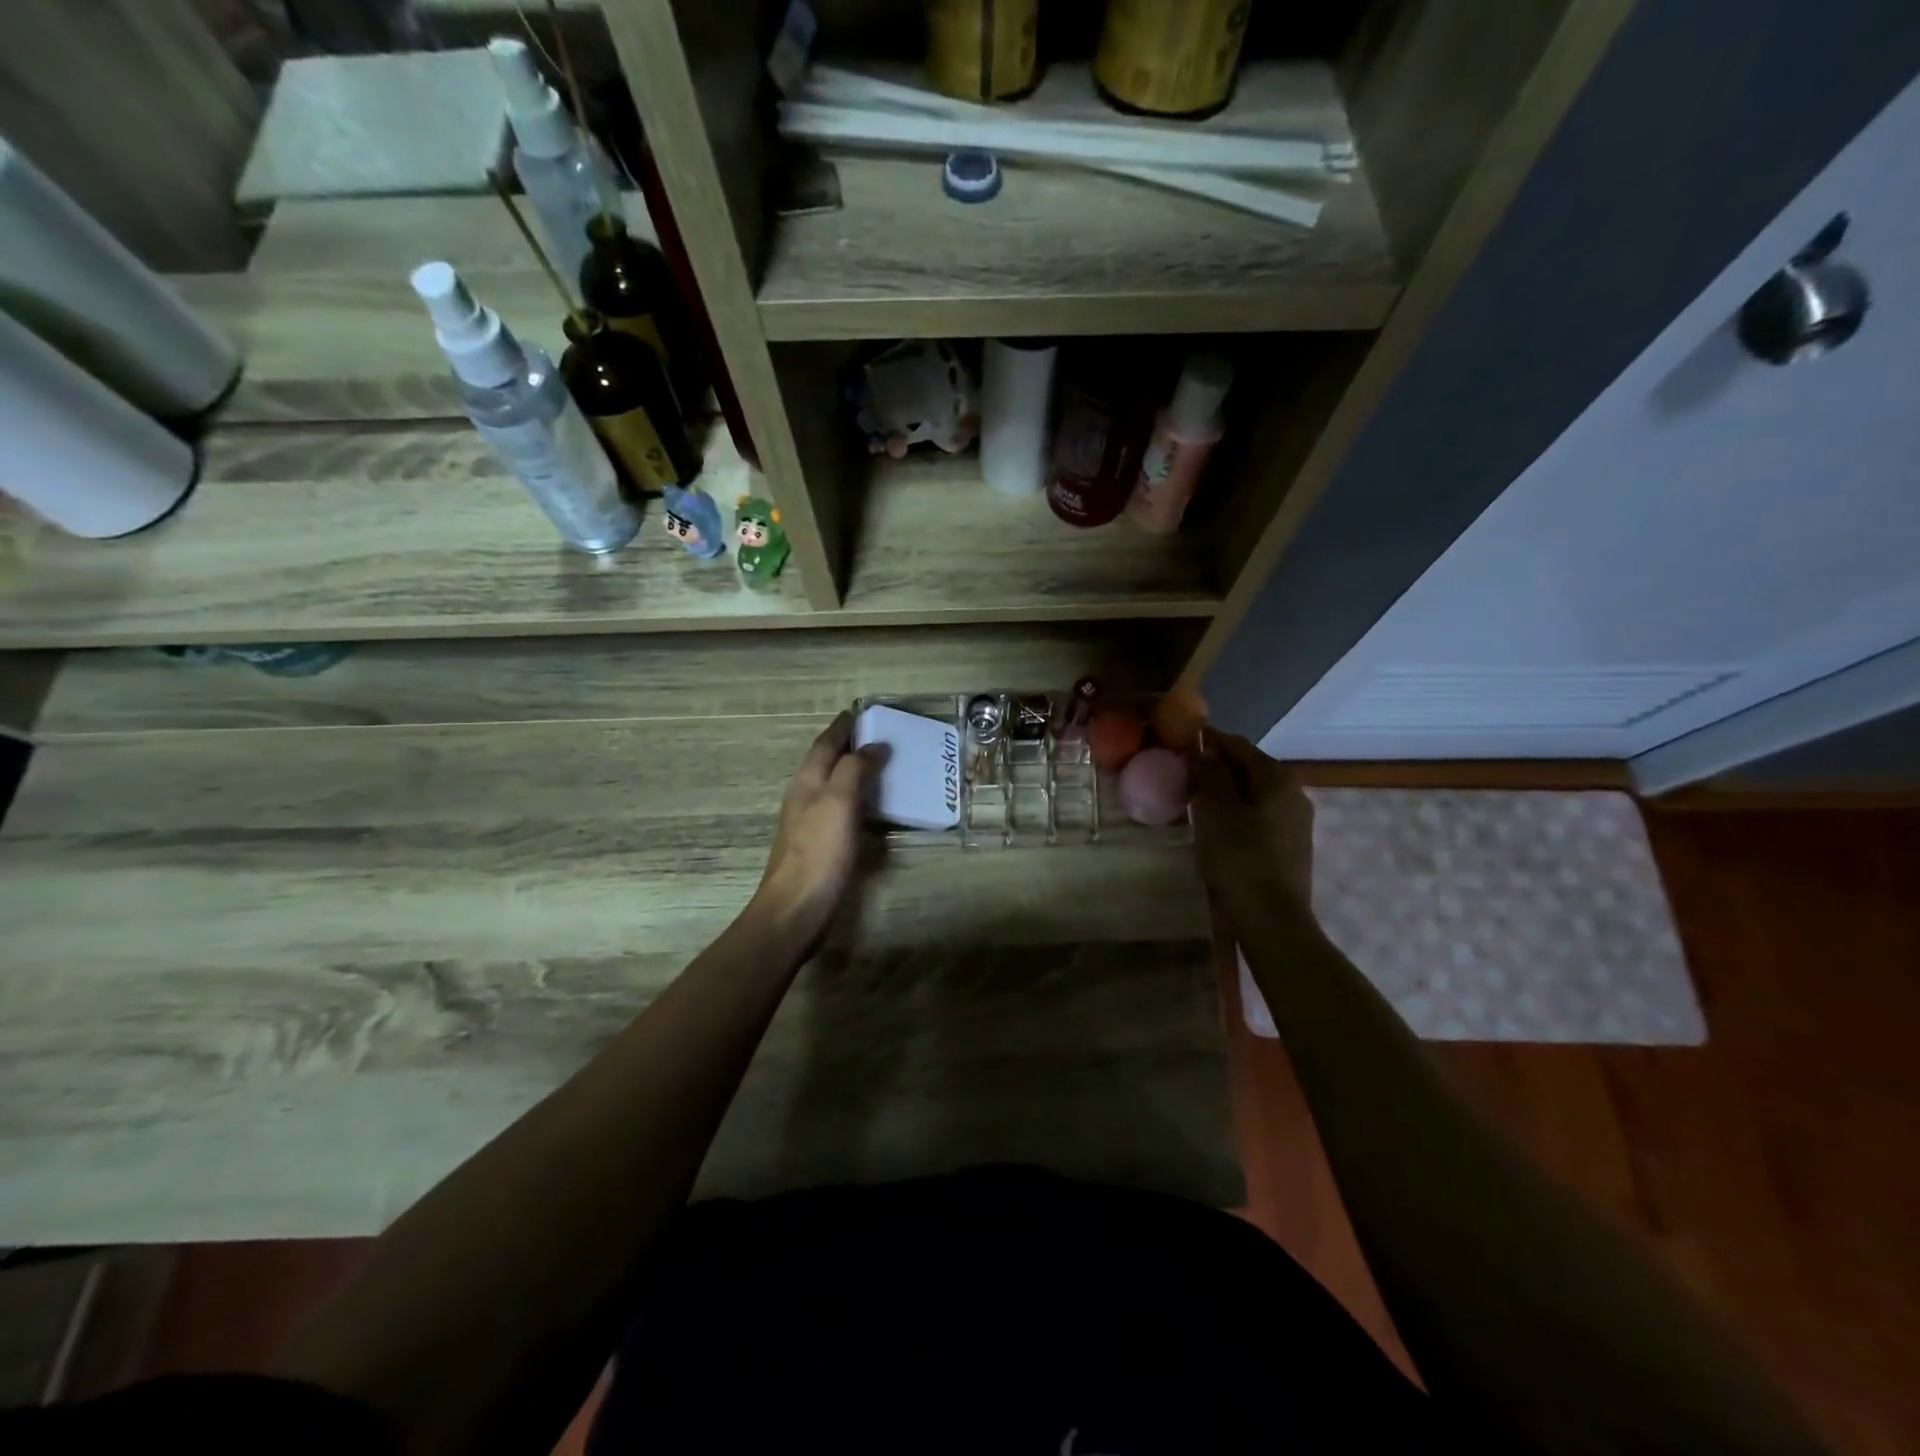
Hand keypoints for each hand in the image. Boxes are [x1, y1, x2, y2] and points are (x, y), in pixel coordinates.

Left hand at [749, 711, 874, 949]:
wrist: (796, 909)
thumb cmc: (818, 852)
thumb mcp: (837, 802)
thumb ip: (853, 769)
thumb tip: (874, 745)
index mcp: (807, 782)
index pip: (825, 744)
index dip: (842, 727)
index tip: (860, 711)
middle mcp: (806, 798)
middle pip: (827, 762)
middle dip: (849, 746)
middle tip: (879, 734)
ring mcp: (811, 823)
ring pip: (834, 785)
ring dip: (854, 771)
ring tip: (882, 764)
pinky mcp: (821, 846)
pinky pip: (842, 809)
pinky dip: (858, 798)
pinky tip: (873, 807)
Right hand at [1189, 728, 1314, 918]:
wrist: (1271, 919)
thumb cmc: (1239, 858)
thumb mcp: (1215, 810)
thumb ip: (1210, 774)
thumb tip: (1206, 749)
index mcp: (1277, 778)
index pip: (1238, 745)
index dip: (1208, 742)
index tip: (1180, 746)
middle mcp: (1294, 793)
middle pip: (1249, 769)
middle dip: (1217, 769)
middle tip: (1183, 777)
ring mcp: (1296, 821)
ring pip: (1254, 794)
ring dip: (1226, 793)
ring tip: (1195, 803)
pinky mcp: (1291, 846)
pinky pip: (1259, 817)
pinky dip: (1237, 814)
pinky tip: (1218, 829)